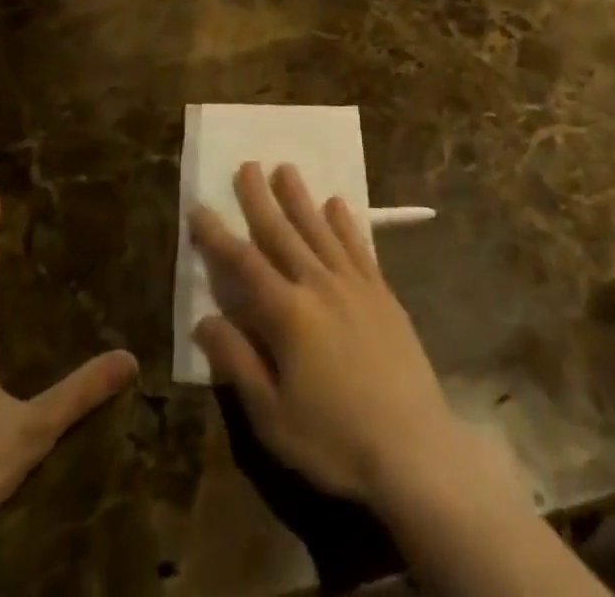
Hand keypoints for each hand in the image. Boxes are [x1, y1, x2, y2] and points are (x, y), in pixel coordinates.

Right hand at [189, 162, 468, 506]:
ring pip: (320, 229)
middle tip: (247, 165)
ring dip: (300, 198)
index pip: (243, 263)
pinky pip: (359, 246)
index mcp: (288, 313)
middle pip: (283, 232)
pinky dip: (345, 222)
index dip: (217, 236)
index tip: (199, 208)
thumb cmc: (335, 440)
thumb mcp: (272, 415)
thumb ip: (237, 362)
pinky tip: (337, 204)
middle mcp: (319, 285)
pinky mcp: (383, 293)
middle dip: (260, 198)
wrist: (415, 449)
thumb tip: (203, 321)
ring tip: (286, 169)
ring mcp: (355, 285)